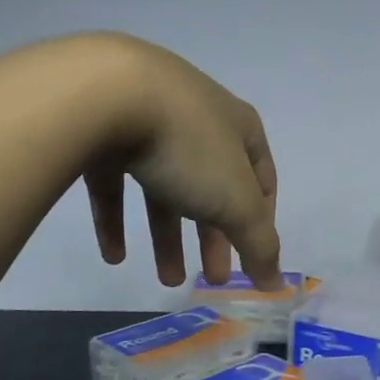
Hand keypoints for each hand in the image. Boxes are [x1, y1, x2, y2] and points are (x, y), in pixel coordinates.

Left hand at [79, 36, 282, 289]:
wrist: (105, 94)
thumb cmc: (189, 147)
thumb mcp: (236, 202)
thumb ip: (259, 245)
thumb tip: (276, 284)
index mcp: (238, 127)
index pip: (262, 179)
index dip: (261, 220)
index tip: (253, 256)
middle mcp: (198, 120)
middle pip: (212, 189)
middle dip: (213, 238)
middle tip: (211, 278)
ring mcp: (148, 122)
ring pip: (164, 189)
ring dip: (167, 237)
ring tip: (166, 280)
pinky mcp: (103, 131)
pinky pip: (116, 182)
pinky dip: (118, 220)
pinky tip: (114, 256)